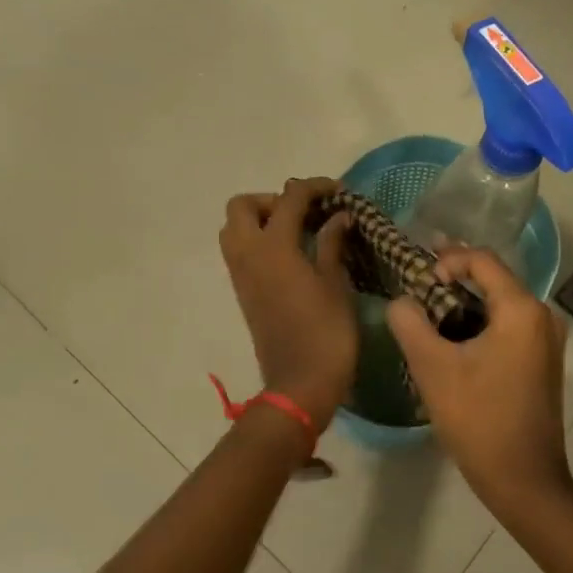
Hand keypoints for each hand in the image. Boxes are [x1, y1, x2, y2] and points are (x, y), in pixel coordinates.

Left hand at [219, 178, 357, 431]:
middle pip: (242, 206)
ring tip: (295, 232)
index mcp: (274, 247)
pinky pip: (239, 251)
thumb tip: (339, 216)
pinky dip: (257, 241)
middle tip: (303, 213)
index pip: (289, 198)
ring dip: (259, 219)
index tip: (337, 191)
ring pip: (233, 228)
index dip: (314, 187)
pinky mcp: (241, 292)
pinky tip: (290, 255)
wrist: (299, 384)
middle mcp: (248, 253)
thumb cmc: (326, 333)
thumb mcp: (336, 285)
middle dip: (271, 200)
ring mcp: (240, 274)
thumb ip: (333, 244)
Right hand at [388, 247, 570, 516]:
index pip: (483, 260)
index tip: (420, 278)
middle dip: (455, 276)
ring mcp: (546, 340)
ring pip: (500, 303)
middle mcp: (542, 316)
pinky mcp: (542, 361)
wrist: (523, 480)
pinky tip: (453, 334)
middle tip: (419, 280)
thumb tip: (401, 302)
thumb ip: (410, 324)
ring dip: (466, 300)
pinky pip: (508, 325)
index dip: (448, 259)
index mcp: (521, 310)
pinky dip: (480, 321)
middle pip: (494, 278)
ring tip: (429, 306)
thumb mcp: (432, 368)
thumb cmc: (478, 419)